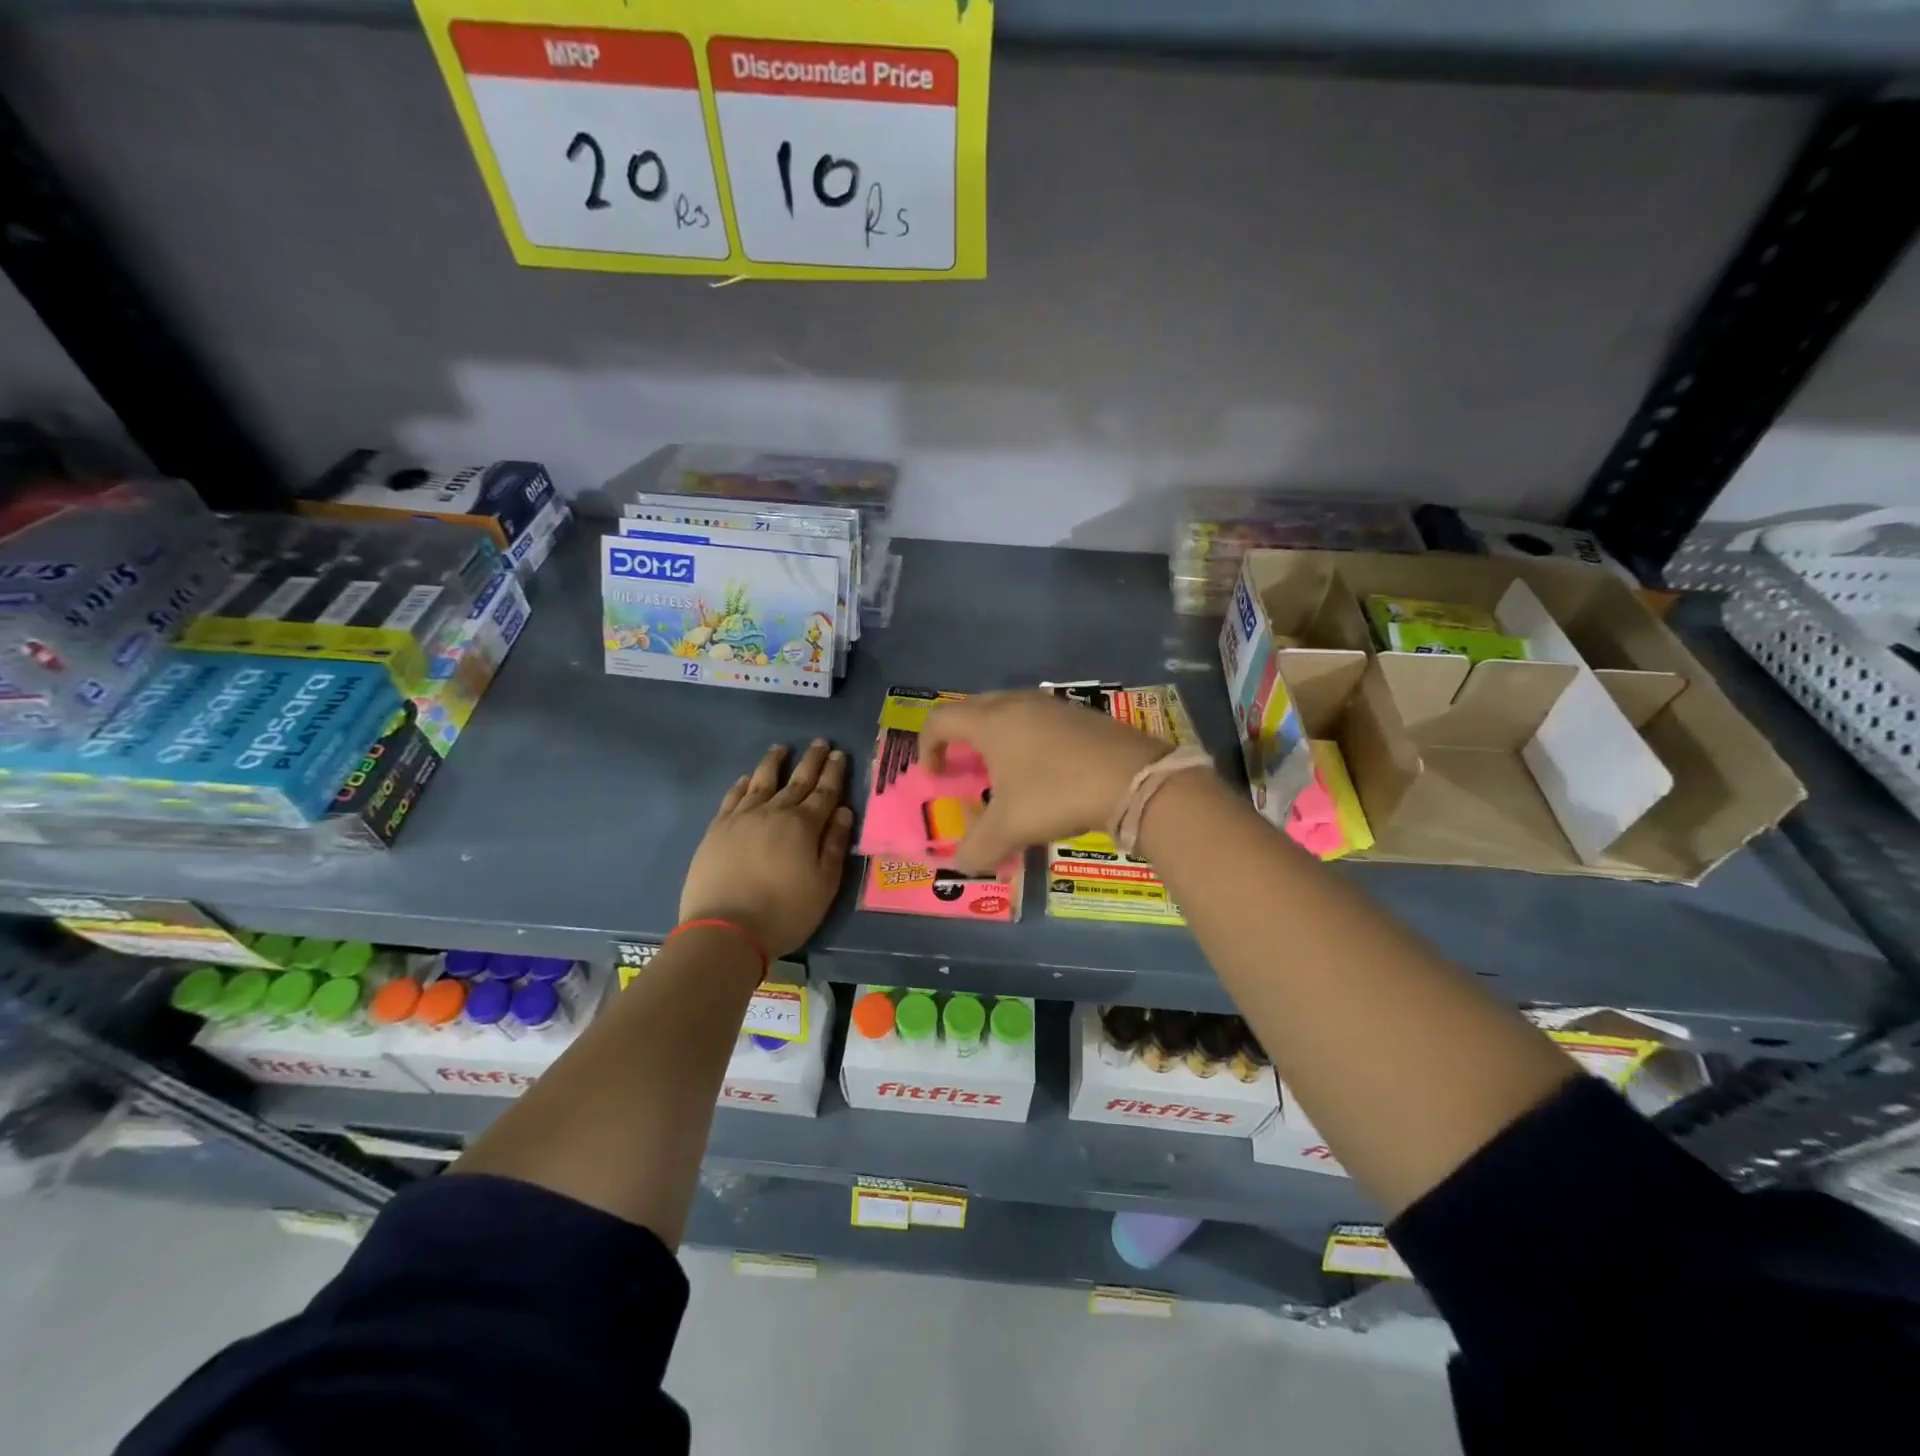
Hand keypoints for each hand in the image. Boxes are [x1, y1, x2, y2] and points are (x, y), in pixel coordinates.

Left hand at [680, 740, 853, 959]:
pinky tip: (745, 779)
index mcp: (804, 825)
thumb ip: (835, 846)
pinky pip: (732, 798)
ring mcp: (741, 819)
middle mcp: (773, 813)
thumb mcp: (824, 885)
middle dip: (811, 761)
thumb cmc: (784, 912)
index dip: (834, 772)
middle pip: (796, 780)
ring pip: (760, 782)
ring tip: (780, 748)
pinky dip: (741, 785)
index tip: (839, 754)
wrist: (725, 930)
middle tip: (820, 742)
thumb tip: (844, 812)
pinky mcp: (717, 830)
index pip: (824, 792)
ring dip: (773, 763)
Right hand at [920, 692, 1170, 873]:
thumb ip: (978, 847)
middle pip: (973, 708)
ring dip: (996, 736)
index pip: (941, 719)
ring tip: (1003, 769)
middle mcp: (1018, 704)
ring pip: (1010, 710)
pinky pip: (1040, 720)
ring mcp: (1053, 706)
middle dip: (960, 736)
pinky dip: (1028, 739)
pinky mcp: (1082, 715)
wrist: (1133, 779)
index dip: (927, 744)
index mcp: (991, 722)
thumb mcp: (1010, 827)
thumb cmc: (1057, 794)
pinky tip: (1045, 770)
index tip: (934, 774)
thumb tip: (961, 865)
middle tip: (963, 765)